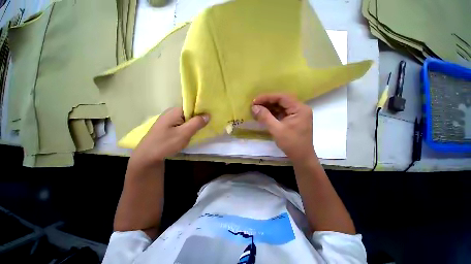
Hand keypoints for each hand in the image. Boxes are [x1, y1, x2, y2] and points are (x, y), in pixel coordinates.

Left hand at [128, 107, 208, 168]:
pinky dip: (188, 128)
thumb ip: (197, 123)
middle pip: (189, 112)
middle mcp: (171, 113)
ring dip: (193, 125)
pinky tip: (191, 134)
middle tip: (206, 126)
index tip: (210, 117)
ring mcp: (169, 120)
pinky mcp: (168, 127)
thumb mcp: (184, 133)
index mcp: (175, 111)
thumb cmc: (166, 144)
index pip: (192, 106)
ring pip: (186, 119)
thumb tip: (208, 115)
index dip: (201, 110)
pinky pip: (182, 124)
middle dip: (198, 119)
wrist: (147, 157)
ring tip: (200, 131)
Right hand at [252, 93, 315, 162]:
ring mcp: (297, 114)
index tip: (255, 101)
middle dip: (267, 102)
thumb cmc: (291, 143)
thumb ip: (265, 117)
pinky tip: (264, 114)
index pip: (282, 97)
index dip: (267, 97)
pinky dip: (272, 113)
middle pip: (282, 101)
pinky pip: (281, 113)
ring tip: (257, 109)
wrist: (302, 157)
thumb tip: (254, 107)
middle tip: (254, 105)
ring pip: (281, 106)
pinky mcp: (293, 119)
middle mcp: (300, 108)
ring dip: (269, 107)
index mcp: (299, 109)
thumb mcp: (276, 130)